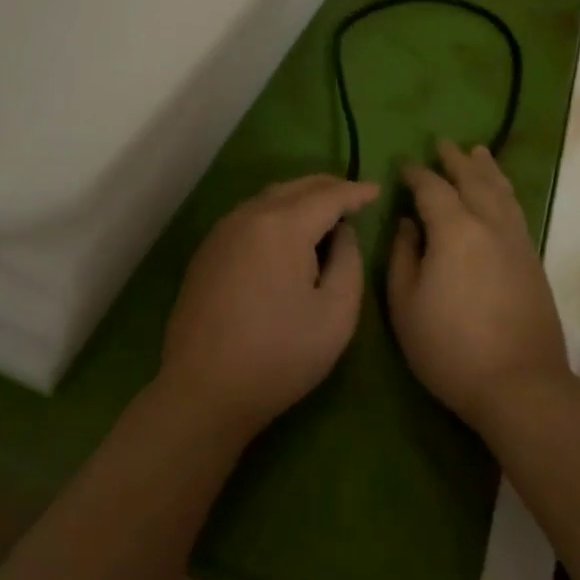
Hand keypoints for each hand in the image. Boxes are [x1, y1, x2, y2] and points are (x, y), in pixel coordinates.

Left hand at [160, 174, 378, 441]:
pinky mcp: (208, 250)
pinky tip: (287, 235)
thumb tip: (342, 232)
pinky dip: (277, 212)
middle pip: (297, 187)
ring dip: (301, 198)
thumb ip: (349, 261)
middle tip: (354, 198)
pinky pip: (251, 215)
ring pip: (271, 197)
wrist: (202, 392)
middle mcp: (250, 215)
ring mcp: (224, 230)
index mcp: (283, 225)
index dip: (356, 192)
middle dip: (329, 187)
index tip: (377, 191)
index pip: (328, 195)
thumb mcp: (336, 314)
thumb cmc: (278, 356)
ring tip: (325, 214)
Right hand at [388, 141, 571, 431]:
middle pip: (473, 179)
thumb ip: (403, 256)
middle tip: (443, 143)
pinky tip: (501, 194)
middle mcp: (489, 223)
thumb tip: (408, 223)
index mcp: (455, 229)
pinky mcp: (532, 259)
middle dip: (455, 160)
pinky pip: (516, 209)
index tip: (405, 164)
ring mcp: (516, 240)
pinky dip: (505, 191)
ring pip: (501, 191)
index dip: (417, 173)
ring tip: (478, 152)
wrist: (520, 385)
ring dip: (486, 169)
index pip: (432, 188)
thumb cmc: (451, 348)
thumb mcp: (406, 305)